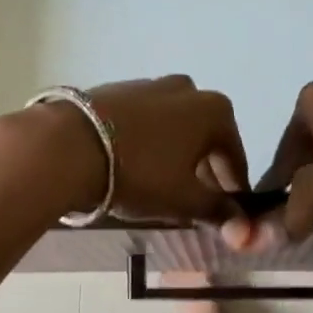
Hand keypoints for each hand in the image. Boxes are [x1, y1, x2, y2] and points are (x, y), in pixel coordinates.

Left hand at [28, 75, 247, 223]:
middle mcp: (188, 89)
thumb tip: (244, 229)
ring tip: (160, 186)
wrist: (67, 146)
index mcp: (215, 110)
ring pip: (175, 128)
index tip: (227, 215)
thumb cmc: (140, 172)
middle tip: (193, 203)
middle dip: (204, 171)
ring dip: (175, 155)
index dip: (233, 190)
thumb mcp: (184, 200)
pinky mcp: (117, 89)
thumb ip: (218, 212)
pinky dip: (149, 142)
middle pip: (205, 139)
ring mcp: (150, 84)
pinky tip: (134, 165)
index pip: (235, 157)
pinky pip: (145, 121)